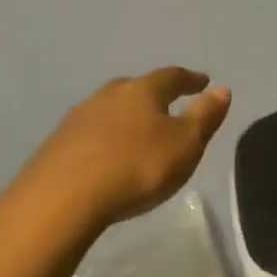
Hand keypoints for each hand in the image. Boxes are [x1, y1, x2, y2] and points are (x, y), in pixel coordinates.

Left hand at [14, 68, 231, 227]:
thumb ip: (204, 116)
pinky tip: (104, 155)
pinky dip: (102, 139)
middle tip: (165, 103)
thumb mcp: (185, 144)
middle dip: (151, 94)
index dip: (189, 79)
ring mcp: (77, 119)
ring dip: (123, 116)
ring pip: (107, 109)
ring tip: (134, 131)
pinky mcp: (55, 145)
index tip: (203, 81)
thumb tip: (222, 89)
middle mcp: (108, 96)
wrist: (61, 199)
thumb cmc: (136, 167)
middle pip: (134, 88)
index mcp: (142, 91)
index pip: (171, 76)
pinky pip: (88, 134)